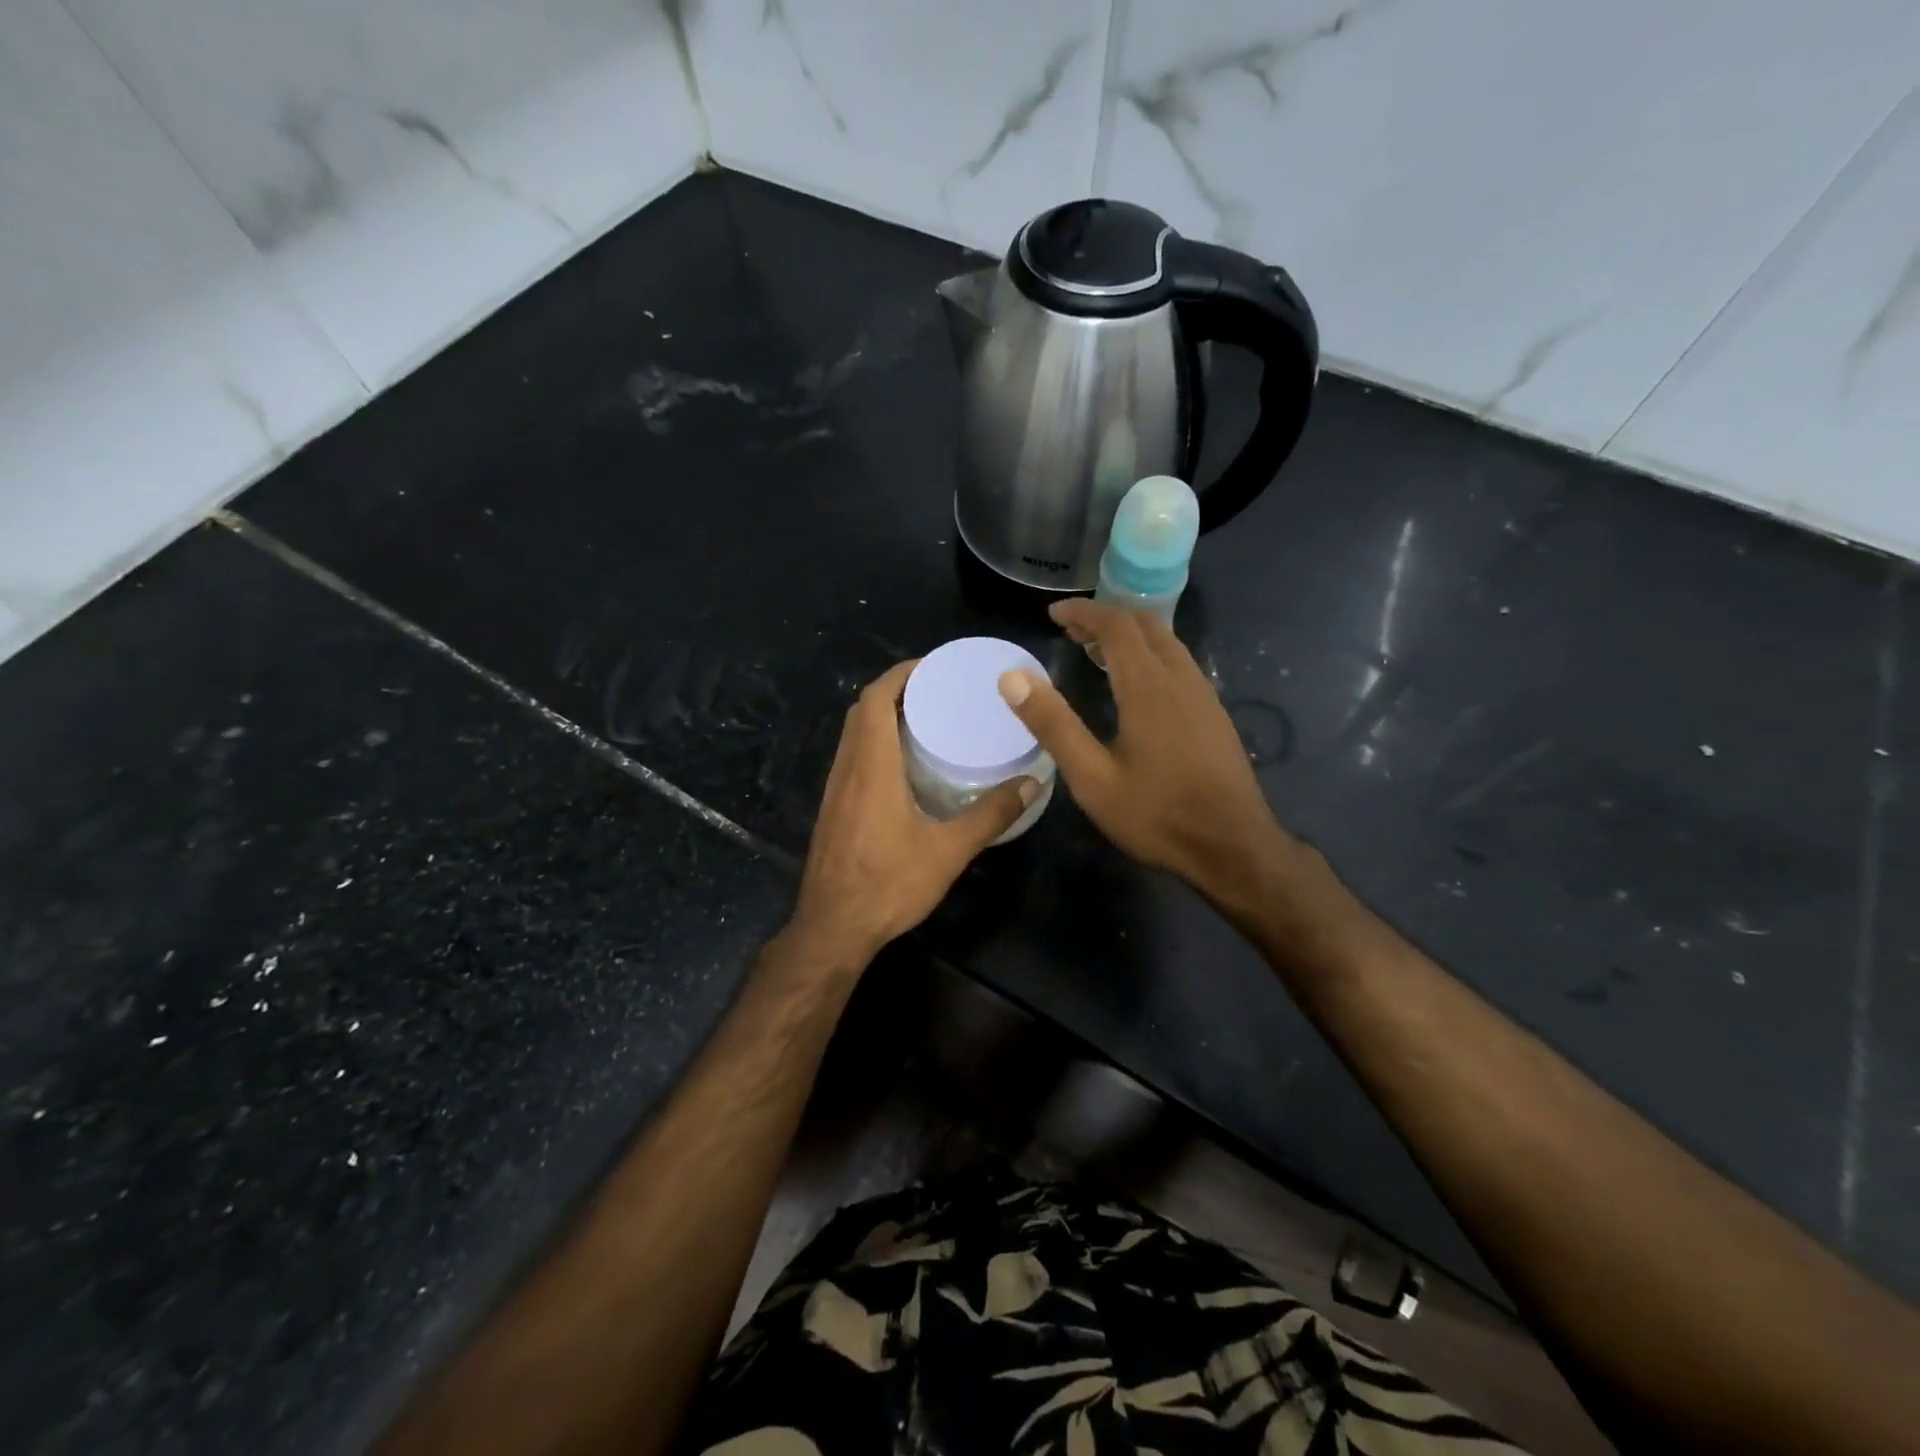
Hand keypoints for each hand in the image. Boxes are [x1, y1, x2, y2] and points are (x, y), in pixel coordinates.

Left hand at [789, 659, 1035, 962]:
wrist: (833, 928)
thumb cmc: (888, 884)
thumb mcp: (948, 851)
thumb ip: (990, 815)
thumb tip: (1032, 784)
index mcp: (871, 766)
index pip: (875, 699)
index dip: (901, 674)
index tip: (934, 666)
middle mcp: (847, 768)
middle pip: (862, 710)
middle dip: (896, 690)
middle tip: (938, 691)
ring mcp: (835, 789)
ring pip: (854, 734)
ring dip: (883, 716)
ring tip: (926, 719)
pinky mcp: (833, 808)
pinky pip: (852, 757)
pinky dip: (875, 743)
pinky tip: (904, 765)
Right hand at [997, 599, 1288, 905]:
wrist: (1234, 847)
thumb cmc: (1157, 815)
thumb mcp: (1092, 777)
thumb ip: (1053, 724)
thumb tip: (1012, 677)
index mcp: (1148, 686)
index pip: (1116, 625)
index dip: (1083, 612)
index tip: (1053, 614)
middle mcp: (1180, 678)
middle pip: (1145, 625)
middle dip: (1106, 617)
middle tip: (1071, 630)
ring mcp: (1204, 695)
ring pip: (1167, 642)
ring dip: (1130, 634)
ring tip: (1096, 651)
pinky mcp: (1215, 714)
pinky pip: (1179, 663)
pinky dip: (1150, 654)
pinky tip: (1136, 685)